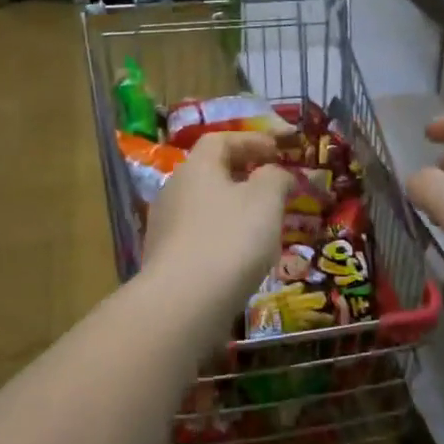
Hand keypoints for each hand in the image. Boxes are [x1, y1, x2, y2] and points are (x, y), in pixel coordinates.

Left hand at [142, 131, 293, 327]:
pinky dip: (223, 239)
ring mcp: (166, 228)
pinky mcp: (166, 261)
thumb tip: (278, 174)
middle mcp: (175, 191)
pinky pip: (200, 238)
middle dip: (244, 177)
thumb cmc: (230, 239)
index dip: (251, 141)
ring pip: (206, 208)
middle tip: (273, 188)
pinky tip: (242, 259)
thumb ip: (276, 178)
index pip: (221, 140)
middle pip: (211, 173)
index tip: (278, 151)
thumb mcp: (266, 200)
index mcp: (197, 168)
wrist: (184, 303)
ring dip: (234, 210)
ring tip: (263, 226)